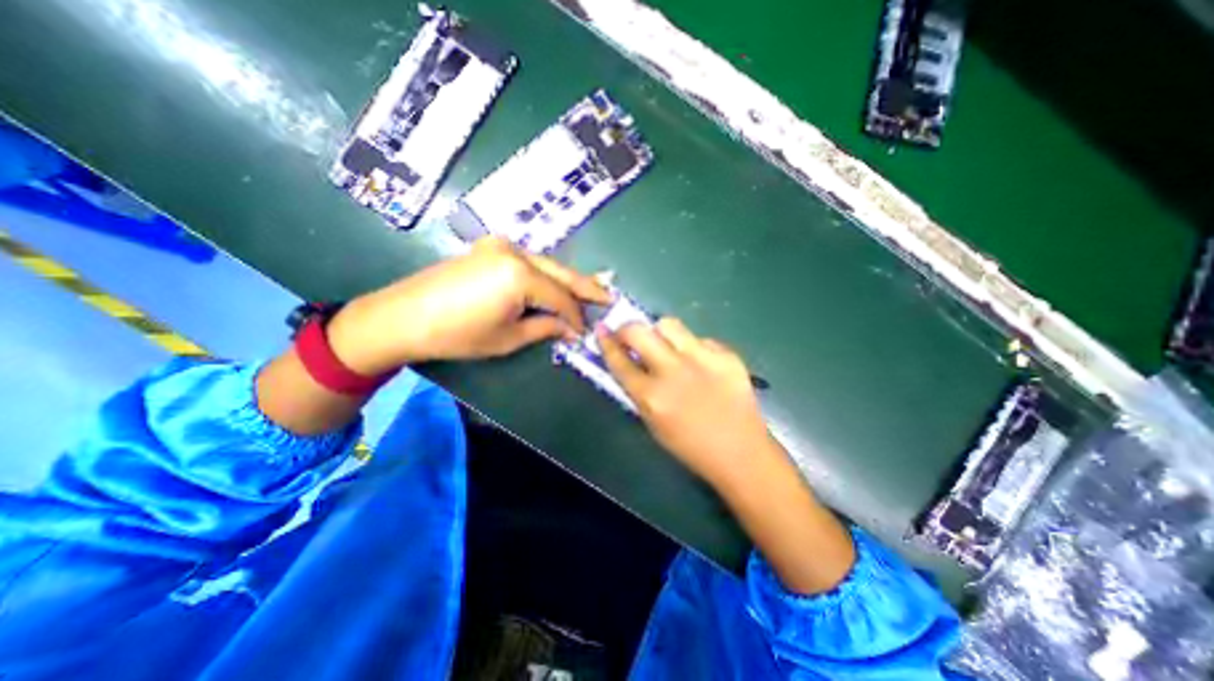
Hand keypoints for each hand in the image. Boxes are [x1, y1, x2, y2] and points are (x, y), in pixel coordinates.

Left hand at [327, 236, 605, 374]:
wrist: (402, 316)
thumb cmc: (457, 334)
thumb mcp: (508, 338)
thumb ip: (545, 327)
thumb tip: (571, 329)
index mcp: (520, 275)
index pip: (562, 297)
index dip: (577, 317)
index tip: (587, 332)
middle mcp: (515, 251)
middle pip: (561, 272)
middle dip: (586, 288)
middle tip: (609, 297)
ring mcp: (501, 245)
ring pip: (547, 264)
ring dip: (567, 280)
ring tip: (590, 291)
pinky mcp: (490, 248)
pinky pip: (529, 261)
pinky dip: (546, 274)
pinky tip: (557, 283)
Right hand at [597, 320, 851, 590]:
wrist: (741, 452)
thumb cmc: (690, 446)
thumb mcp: (653, 423)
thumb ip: (638, 390)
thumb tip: (629, 361)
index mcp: (651, 396)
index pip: (618, 360)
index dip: (606, 342)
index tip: (602, 330)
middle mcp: (672, 371)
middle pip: (638, 331)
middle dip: (628, 328)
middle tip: (631, 335)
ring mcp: (701, 359)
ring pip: (669, 324)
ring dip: (661, 333)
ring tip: (667, 346)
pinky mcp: (726, 355)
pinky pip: (699, 339)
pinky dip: (693, 348)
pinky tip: (701, 364)